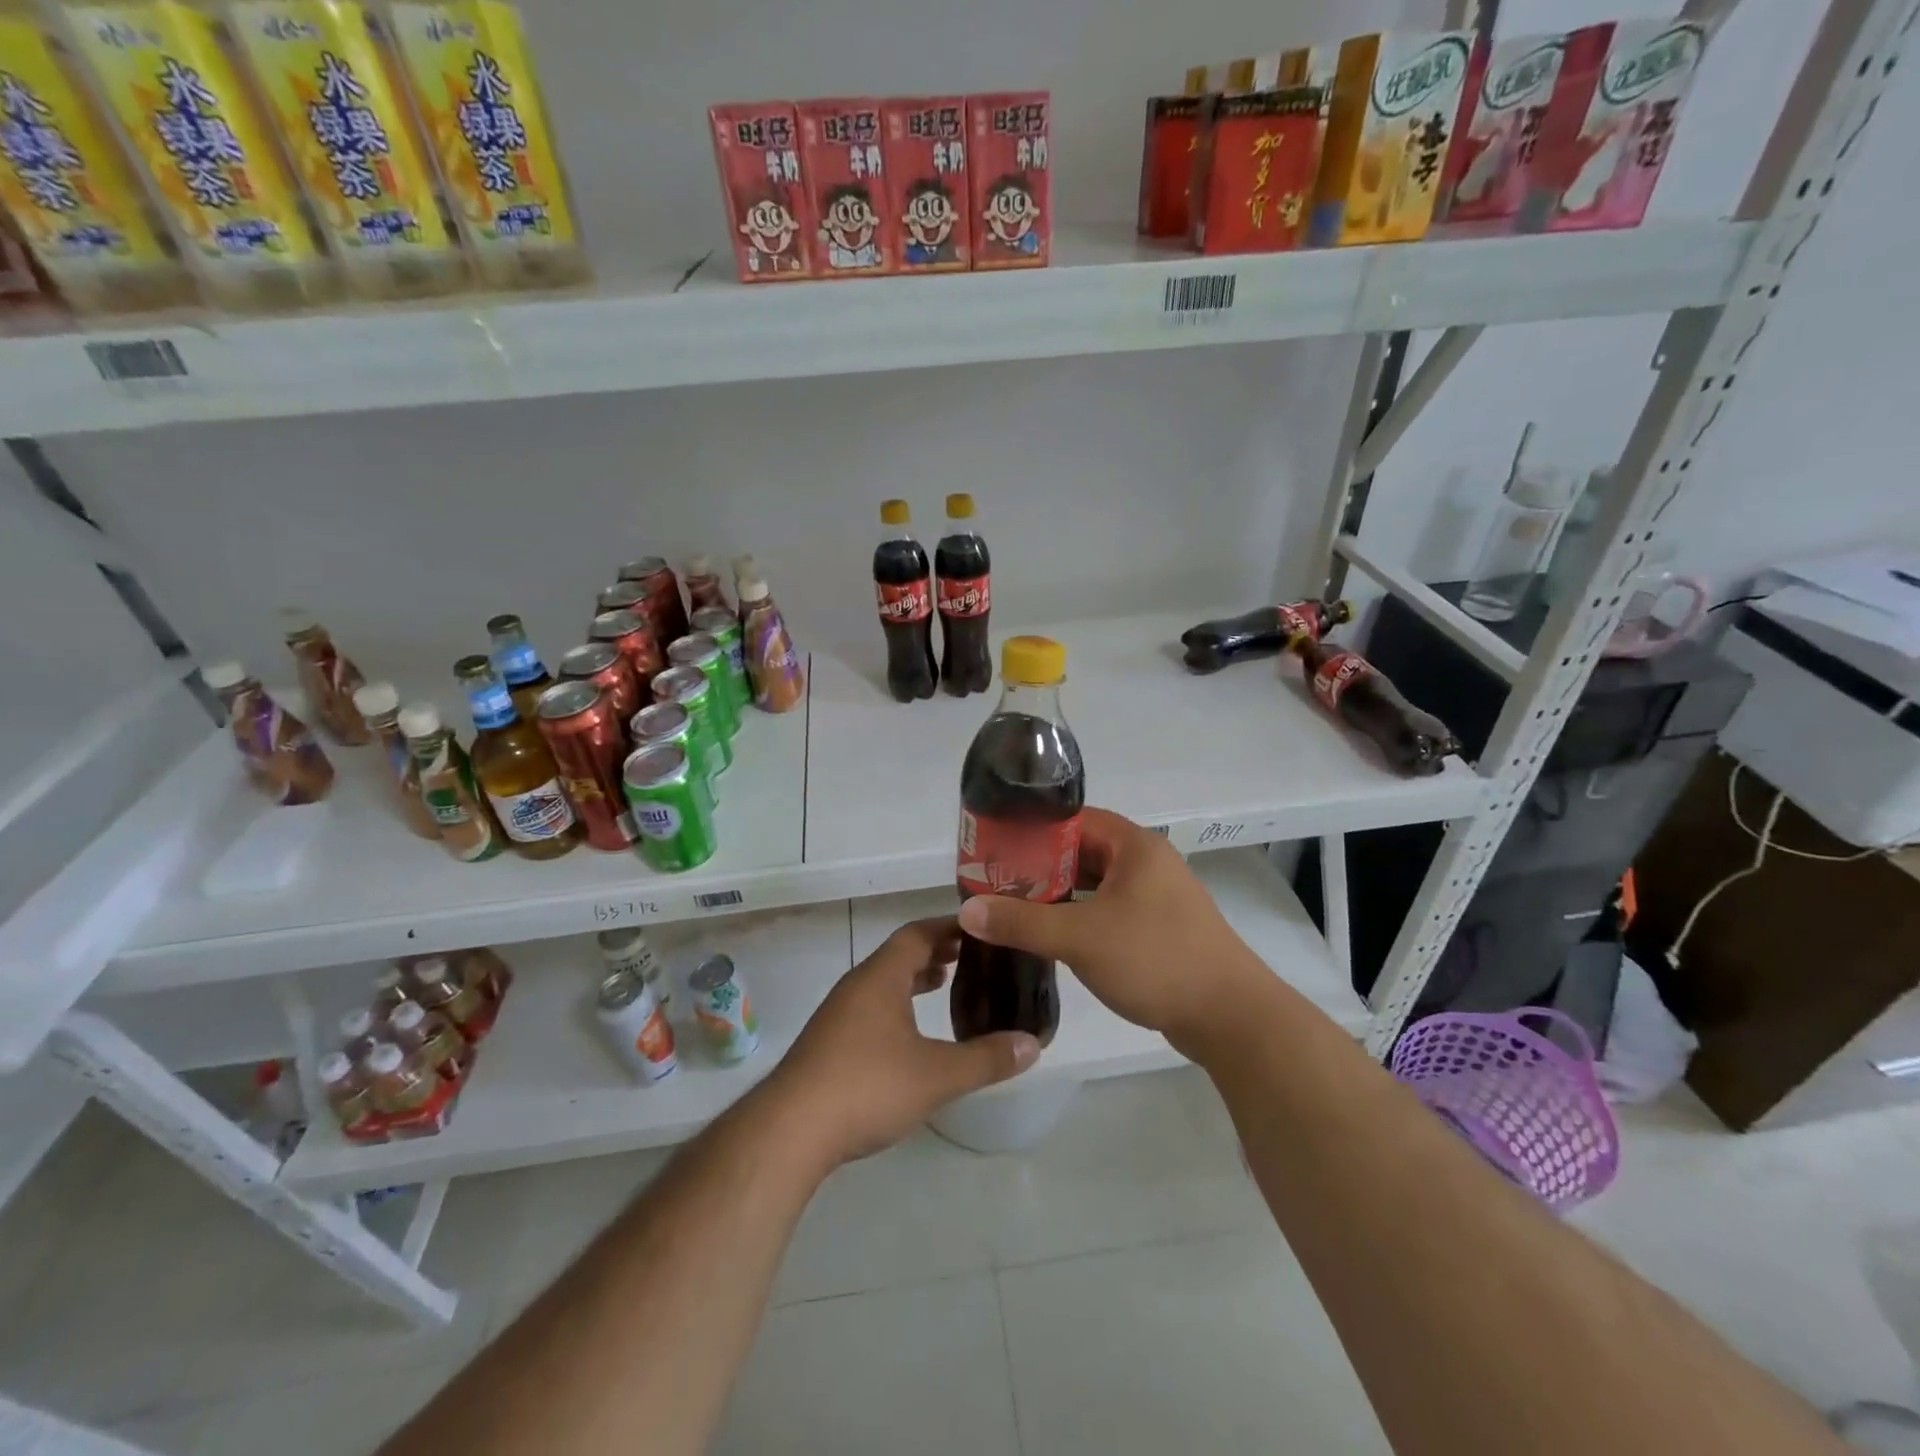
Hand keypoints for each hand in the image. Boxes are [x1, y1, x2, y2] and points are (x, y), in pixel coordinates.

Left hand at [768, 917, 1040, 1169]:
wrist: (790, 1131)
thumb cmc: (867, 1087)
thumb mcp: (937, 1075)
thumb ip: (986, 1059)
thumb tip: (1033, 1044)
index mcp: (880, 977)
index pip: (917, 933)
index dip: (949, 928)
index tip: (980, 929)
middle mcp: (857, 986)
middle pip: (899, 955)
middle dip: (935, 952)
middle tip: (972, 958)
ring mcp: (838, 1015)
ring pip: (883, 983)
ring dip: (914, 979)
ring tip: (945, 986)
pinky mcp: (829, 1043)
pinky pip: (871, 1008)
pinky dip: (897, 1006)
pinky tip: (910, 1036)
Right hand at [956, 807, 1268, 1057]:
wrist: (1230, 1017)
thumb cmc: (1155, 960)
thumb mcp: (1080, 938)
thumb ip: (1022, 922)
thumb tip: (968, 910)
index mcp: (1134, 846)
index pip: (1074, 819)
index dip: (1033, 829)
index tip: (996, 847)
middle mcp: (1147, 862)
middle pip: (1082, 851)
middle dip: (1040, 866)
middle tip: (997, 881)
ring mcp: (1157, 897)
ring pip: (1096, 884)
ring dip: (1059, 895)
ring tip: (1014, 907)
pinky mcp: (1159, 928)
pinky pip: (1109, 910)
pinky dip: (1080, 917)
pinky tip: (1052, 935)